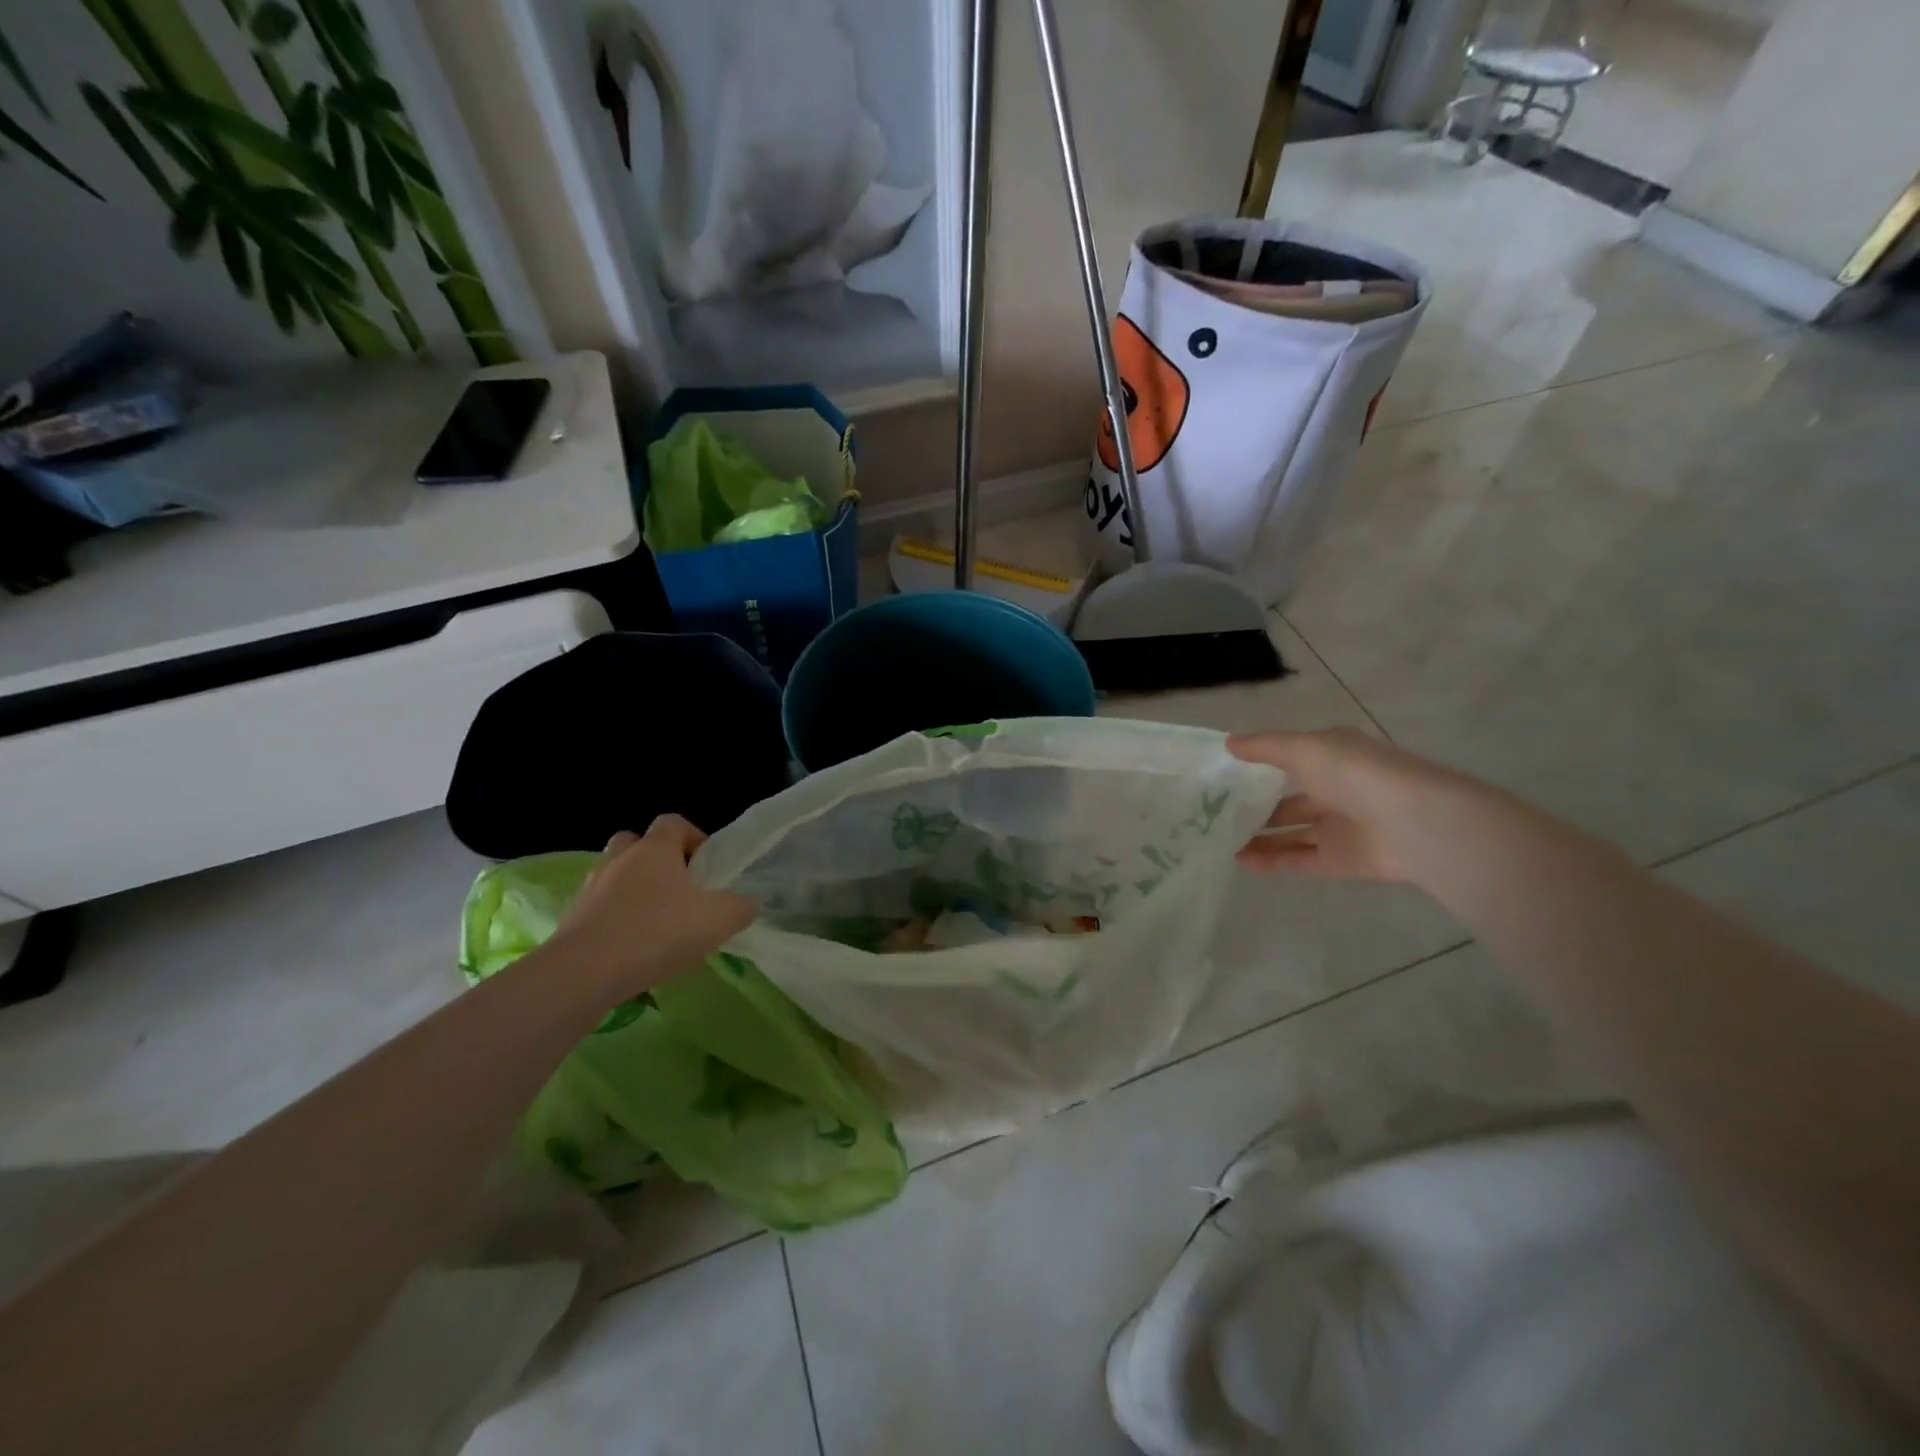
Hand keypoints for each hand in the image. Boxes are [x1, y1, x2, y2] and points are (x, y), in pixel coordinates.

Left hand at [548, 816, 756, 997]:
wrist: (583, 974)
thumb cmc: (657, 933)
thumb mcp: (718, 920)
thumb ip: (741, 907)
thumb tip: (747, 903)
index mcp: (655, 849)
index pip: (674, 822)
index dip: (694, 838)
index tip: (708, 866)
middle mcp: (620, 859)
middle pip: (637, 843)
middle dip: (657, 860)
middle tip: (678, 889)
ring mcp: (591, 889)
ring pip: (616, 876)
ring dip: (634, 891)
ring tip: (656, 922)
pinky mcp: (572, 920)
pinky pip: (600, 909)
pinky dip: (616, 920)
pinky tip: (632, 949)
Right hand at [1228, 728, 1477, 883]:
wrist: (1415, 824)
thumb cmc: (1355, 774)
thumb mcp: (1304, 749)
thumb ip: (1265, 747)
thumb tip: (1227, 744)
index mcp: (1332, 757)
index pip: (1289, 759)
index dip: (1258, 766)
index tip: (1222, 774)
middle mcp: (1335, 790)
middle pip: (1288, 800)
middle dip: (1255, 806)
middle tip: (1214, 813)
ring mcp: (1338, 828)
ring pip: (1290, 833)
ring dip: (1258, 837)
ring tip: (1219, 840)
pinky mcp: (1340, 861)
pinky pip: (1299, 860)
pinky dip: (1271, 861)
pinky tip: (1240, 861)